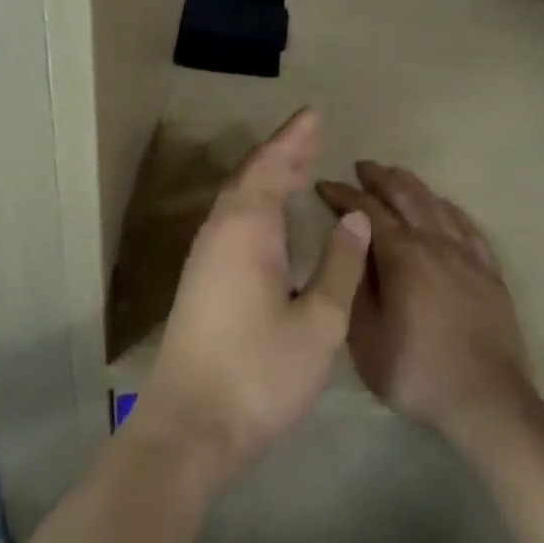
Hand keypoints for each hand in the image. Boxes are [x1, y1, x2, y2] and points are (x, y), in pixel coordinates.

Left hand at [133, 109, 371, 490]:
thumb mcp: (318, 324)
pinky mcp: (201, 277)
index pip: (272, 165)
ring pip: (239, 196)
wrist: (189, 428)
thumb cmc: (259, 374)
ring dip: (268, 175)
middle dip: (283, 152)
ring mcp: (205, 254)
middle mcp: (221, 229)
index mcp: (248, 228)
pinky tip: (272, 217)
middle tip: (314, 135)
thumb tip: (354, 217)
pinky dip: (257, 201)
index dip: (294, 137)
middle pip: (252, 174)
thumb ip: (339, 265)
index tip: (315, 114)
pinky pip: (233, 218)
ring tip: (300, 167)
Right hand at [316, 163, 534, 446]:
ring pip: (436, 203)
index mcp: (402, 254)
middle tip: (361, 167)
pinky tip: (442, 206)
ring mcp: (466, 254)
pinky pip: (467, 225)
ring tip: (395, 176)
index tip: (325, 184)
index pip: (366, 210)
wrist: (487, 401)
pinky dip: (448, 207)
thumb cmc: (417, 371)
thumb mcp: (365, 338)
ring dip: (411, 185)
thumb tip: (347, 245)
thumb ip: (354, 285)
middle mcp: (434, 241)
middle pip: (405, 194)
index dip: (343, 194)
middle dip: (379, 177)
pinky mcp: (489, 271)